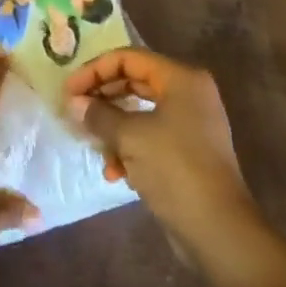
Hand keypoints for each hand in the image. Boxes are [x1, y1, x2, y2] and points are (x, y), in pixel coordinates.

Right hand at [63, 48, 258, 250]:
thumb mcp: (130, 137)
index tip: (68, 91)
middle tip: (74, 112)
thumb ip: (99, 115)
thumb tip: (74, 103)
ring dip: (113, 128)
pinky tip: (114, 173)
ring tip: (94, 146)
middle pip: (134, 82)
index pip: (129, 58)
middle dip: (102, 98)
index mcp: (181, 79)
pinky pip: (149, 137)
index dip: (95, 70)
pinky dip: (129, 149)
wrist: (217, 229)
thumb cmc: (174, 169)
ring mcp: (190, 124)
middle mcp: (188, 94)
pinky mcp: (186, 151)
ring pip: (139, 112)